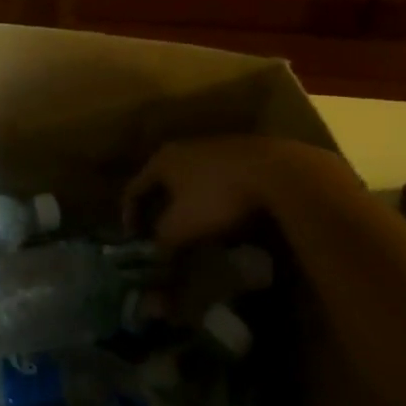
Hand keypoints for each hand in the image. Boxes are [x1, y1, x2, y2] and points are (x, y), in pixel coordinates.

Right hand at [125, 135, 351, 248]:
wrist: (277, 173)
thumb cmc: (217, 197)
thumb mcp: (181, 226)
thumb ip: (162, 241)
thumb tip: (155, 256)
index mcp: (162, 160)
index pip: (134, 189)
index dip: (129, 217)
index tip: (134, 242)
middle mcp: (183, 148)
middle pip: (162, 184)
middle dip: (160, 212)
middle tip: (161, 237)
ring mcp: (214, 149)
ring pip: (190, 182)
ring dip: (187, 206)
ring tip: (194, 231)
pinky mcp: (241, 156)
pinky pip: (216, 182)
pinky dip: (212, 201)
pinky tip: (224, 218)